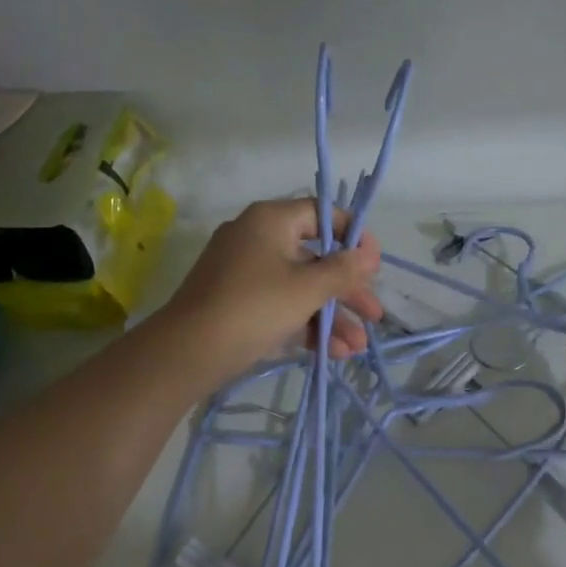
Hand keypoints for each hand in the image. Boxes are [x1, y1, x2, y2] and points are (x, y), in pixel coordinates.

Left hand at [160, 199, 383, 385]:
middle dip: (347, 291)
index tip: (374, 263)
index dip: (353, 236)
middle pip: (315, 258)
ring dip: (332, 317)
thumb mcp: (307, 288)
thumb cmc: (254, 307)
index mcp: (271, 221)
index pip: (322, 214)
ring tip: (358, 348)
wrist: (190, 351)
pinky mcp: (239, 303)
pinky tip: (334, 352)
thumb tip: (369, 254)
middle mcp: (257, 239)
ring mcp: (246, 273)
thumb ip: (343, 270)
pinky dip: (306, 325)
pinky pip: (281, 306)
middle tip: (375, 315)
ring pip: (300, 288)